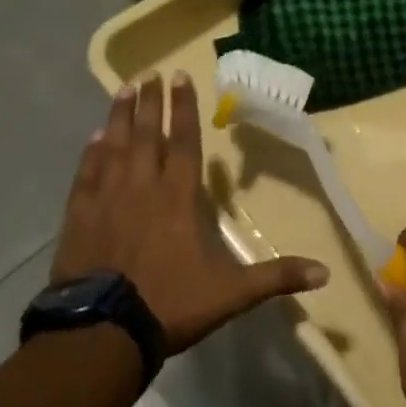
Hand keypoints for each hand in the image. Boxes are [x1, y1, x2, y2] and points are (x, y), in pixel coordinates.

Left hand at [51, 72, 328, 353]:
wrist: (102, 334)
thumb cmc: (170, 304)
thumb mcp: (231, 293)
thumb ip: (276, 277)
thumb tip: (325, 274)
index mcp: (178, 196)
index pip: (184, 140)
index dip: (184, 107)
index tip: (180, 76)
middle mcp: (143, 186)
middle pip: (148, 133)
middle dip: (150, 101)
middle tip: (149, 72)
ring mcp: (107, 199)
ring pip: (115, 145)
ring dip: (120, 116)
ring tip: (124, 88)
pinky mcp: (79, 217)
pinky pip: (86, 174)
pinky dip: (90, 154)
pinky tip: (93, 138)